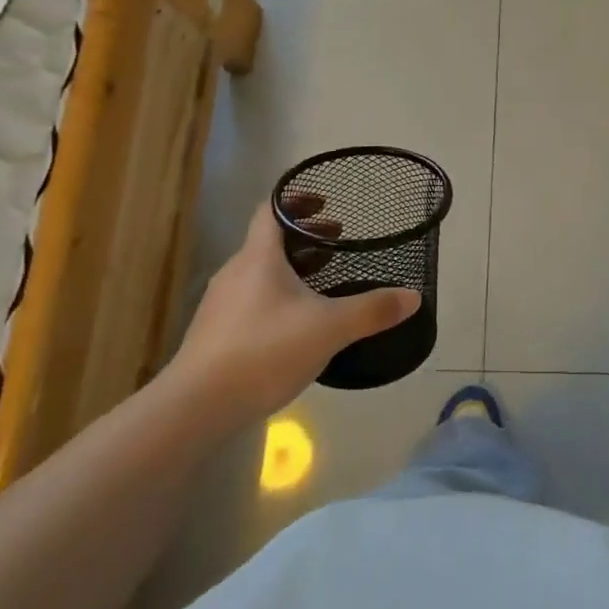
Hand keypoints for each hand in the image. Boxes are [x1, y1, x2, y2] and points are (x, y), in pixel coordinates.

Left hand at [165, 198, 419, 431]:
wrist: (194, 408)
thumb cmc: (263, 352)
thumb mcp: (329, 329)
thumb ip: (372, 310)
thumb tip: (414, 297)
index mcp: (258, 257)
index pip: (272, 209)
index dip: (297, 200)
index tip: (326, 203)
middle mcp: (236, 272)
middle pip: (270, 240)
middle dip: (305, 237)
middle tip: (338, 240)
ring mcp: (222, 305)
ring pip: (261, 272)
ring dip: (292, 267)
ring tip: (324, 281)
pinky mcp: (216, 335)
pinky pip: (252, 300)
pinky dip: (278, 296)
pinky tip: (297, 324)